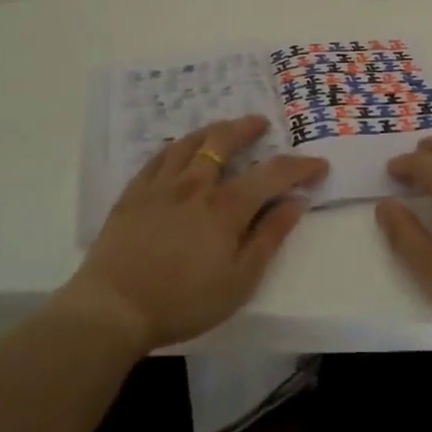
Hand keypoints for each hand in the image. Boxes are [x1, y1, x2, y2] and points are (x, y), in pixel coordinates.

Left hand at [62, 115, 327, 351]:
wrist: (113, 308)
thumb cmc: (183, 302)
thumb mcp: (239, 281)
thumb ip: (269, 238)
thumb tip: (296, 202)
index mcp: (225, 207)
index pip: (271, 174)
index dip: (299, 166)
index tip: (318, 165)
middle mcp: (195, 185)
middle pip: (224, 142)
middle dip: (247, 128)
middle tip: (261, 124)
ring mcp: (160, 185)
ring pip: (190, 142)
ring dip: (213, 130)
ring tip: (224, 129)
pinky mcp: (133, 193)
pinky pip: (158, 157)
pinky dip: (176, 147)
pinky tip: (179, 149)